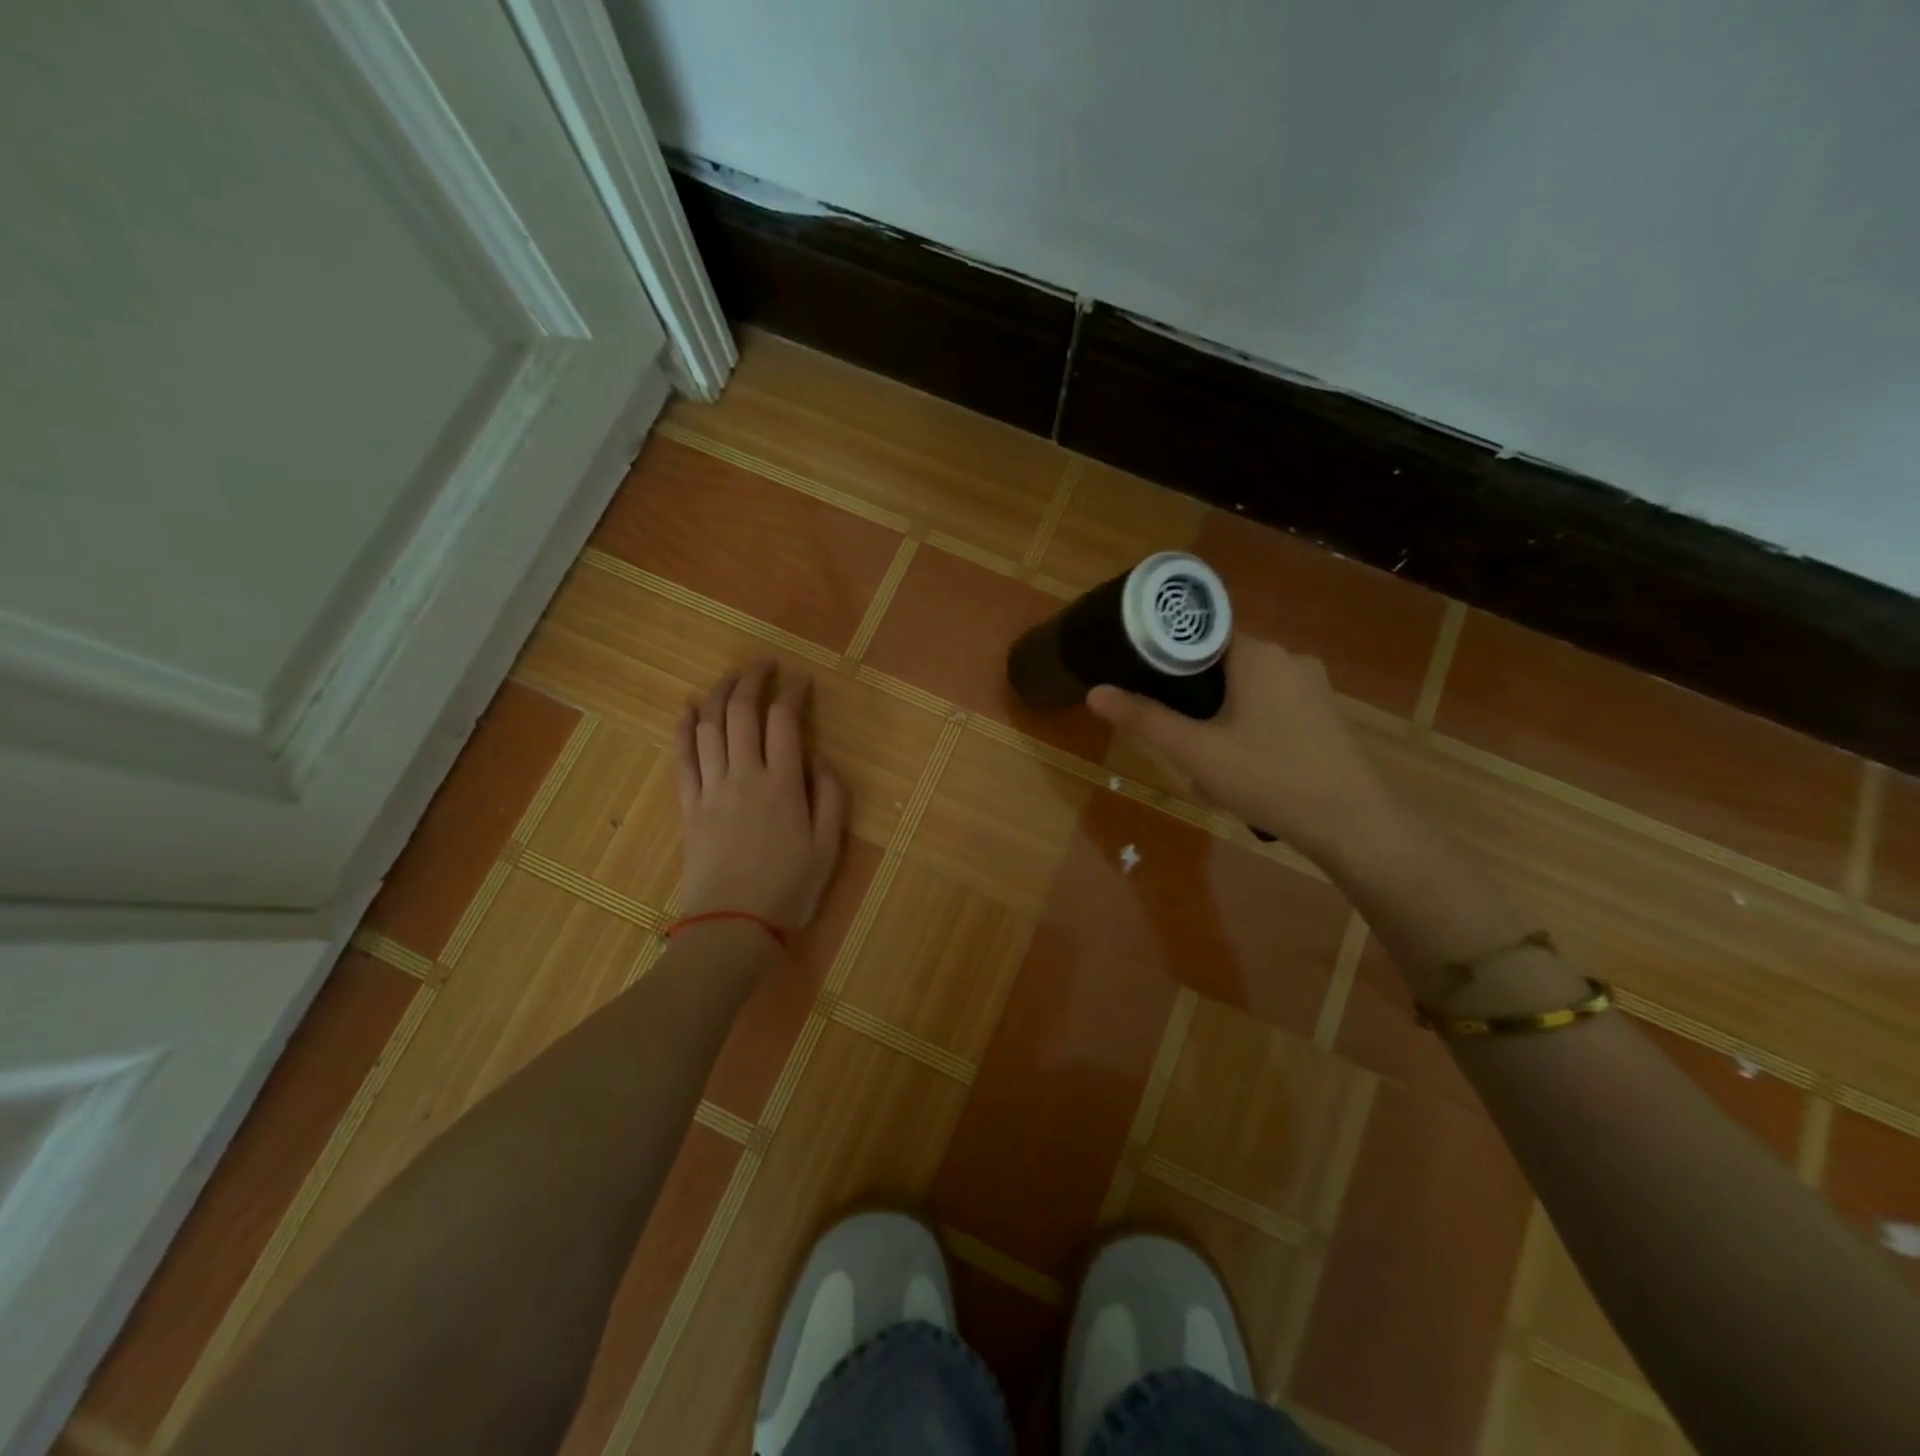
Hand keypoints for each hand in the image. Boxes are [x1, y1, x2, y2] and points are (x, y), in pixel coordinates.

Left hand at [676, 660, 846, 931]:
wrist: (733, 925)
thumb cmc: (788, 889)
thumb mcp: (828, 848)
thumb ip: (831, 799)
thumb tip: (820, 761)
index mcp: (783, 785)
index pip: (785, 722)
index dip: (793, 694)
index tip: (802, 681)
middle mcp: (744, 776)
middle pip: (742, 713)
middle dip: (753, 680)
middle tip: (764, 665)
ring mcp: (711, 788)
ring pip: (710, 727)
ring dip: (719, 694)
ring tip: (731, 677)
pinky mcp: (689, 805)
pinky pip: (682, 757)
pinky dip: (684, 728)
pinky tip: (688, 708)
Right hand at [1086, 636, 1397, 866]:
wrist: (1351, 823)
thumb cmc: (1267, 777)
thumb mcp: (1195, 751)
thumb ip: (1144, 719)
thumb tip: (1095, 692)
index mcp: (1258, 654)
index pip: (1200, 636)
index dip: (1168, 659)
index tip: (1147, 688)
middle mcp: (1289, 658)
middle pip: (1221, 667)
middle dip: (1195, 705)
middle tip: (1180, 745)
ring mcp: (1313, 687)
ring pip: (1246, 693)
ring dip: (1220, 724)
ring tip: (1208, 769)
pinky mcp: (1326, 715)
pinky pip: (1272, 711)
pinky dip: (1250, 733)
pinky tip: (1244, 774)